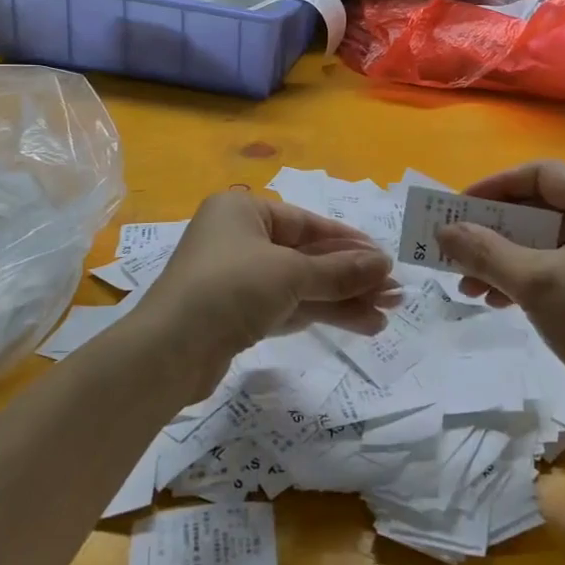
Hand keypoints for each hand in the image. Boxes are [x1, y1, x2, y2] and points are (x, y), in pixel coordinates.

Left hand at [141, 190, 396, 388]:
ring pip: (302, 285)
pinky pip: (288, 306)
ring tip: (387, 316)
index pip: (308, 223)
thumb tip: (386, 264)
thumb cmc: (230, 289)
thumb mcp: (291, 274)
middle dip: (352, 276)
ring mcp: (238, 279)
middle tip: (396, 294)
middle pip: (308, 256)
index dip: (349, 242)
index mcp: (244, 211)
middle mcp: (240, 239)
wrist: (168, 353)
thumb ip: (341, 270)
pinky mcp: (238, 315)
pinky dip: (321, 314)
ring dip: (343, 299)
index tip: (385, 259)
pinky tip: (360, 324)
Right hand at [435, 161, 564, 418]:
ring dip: (502, 258)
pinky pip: (554, 265)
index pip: (540, 174)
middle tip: (456, 248)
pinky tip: (495, 300)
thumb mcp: (537, 284)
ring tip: (467, 285)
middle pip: (538, 207)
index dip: (495, 186)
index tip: (458, 208)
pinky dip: (523, 277)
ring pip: (542, 240)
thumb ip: (487, 252)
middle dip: (493, 230)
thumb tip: (444, 231)